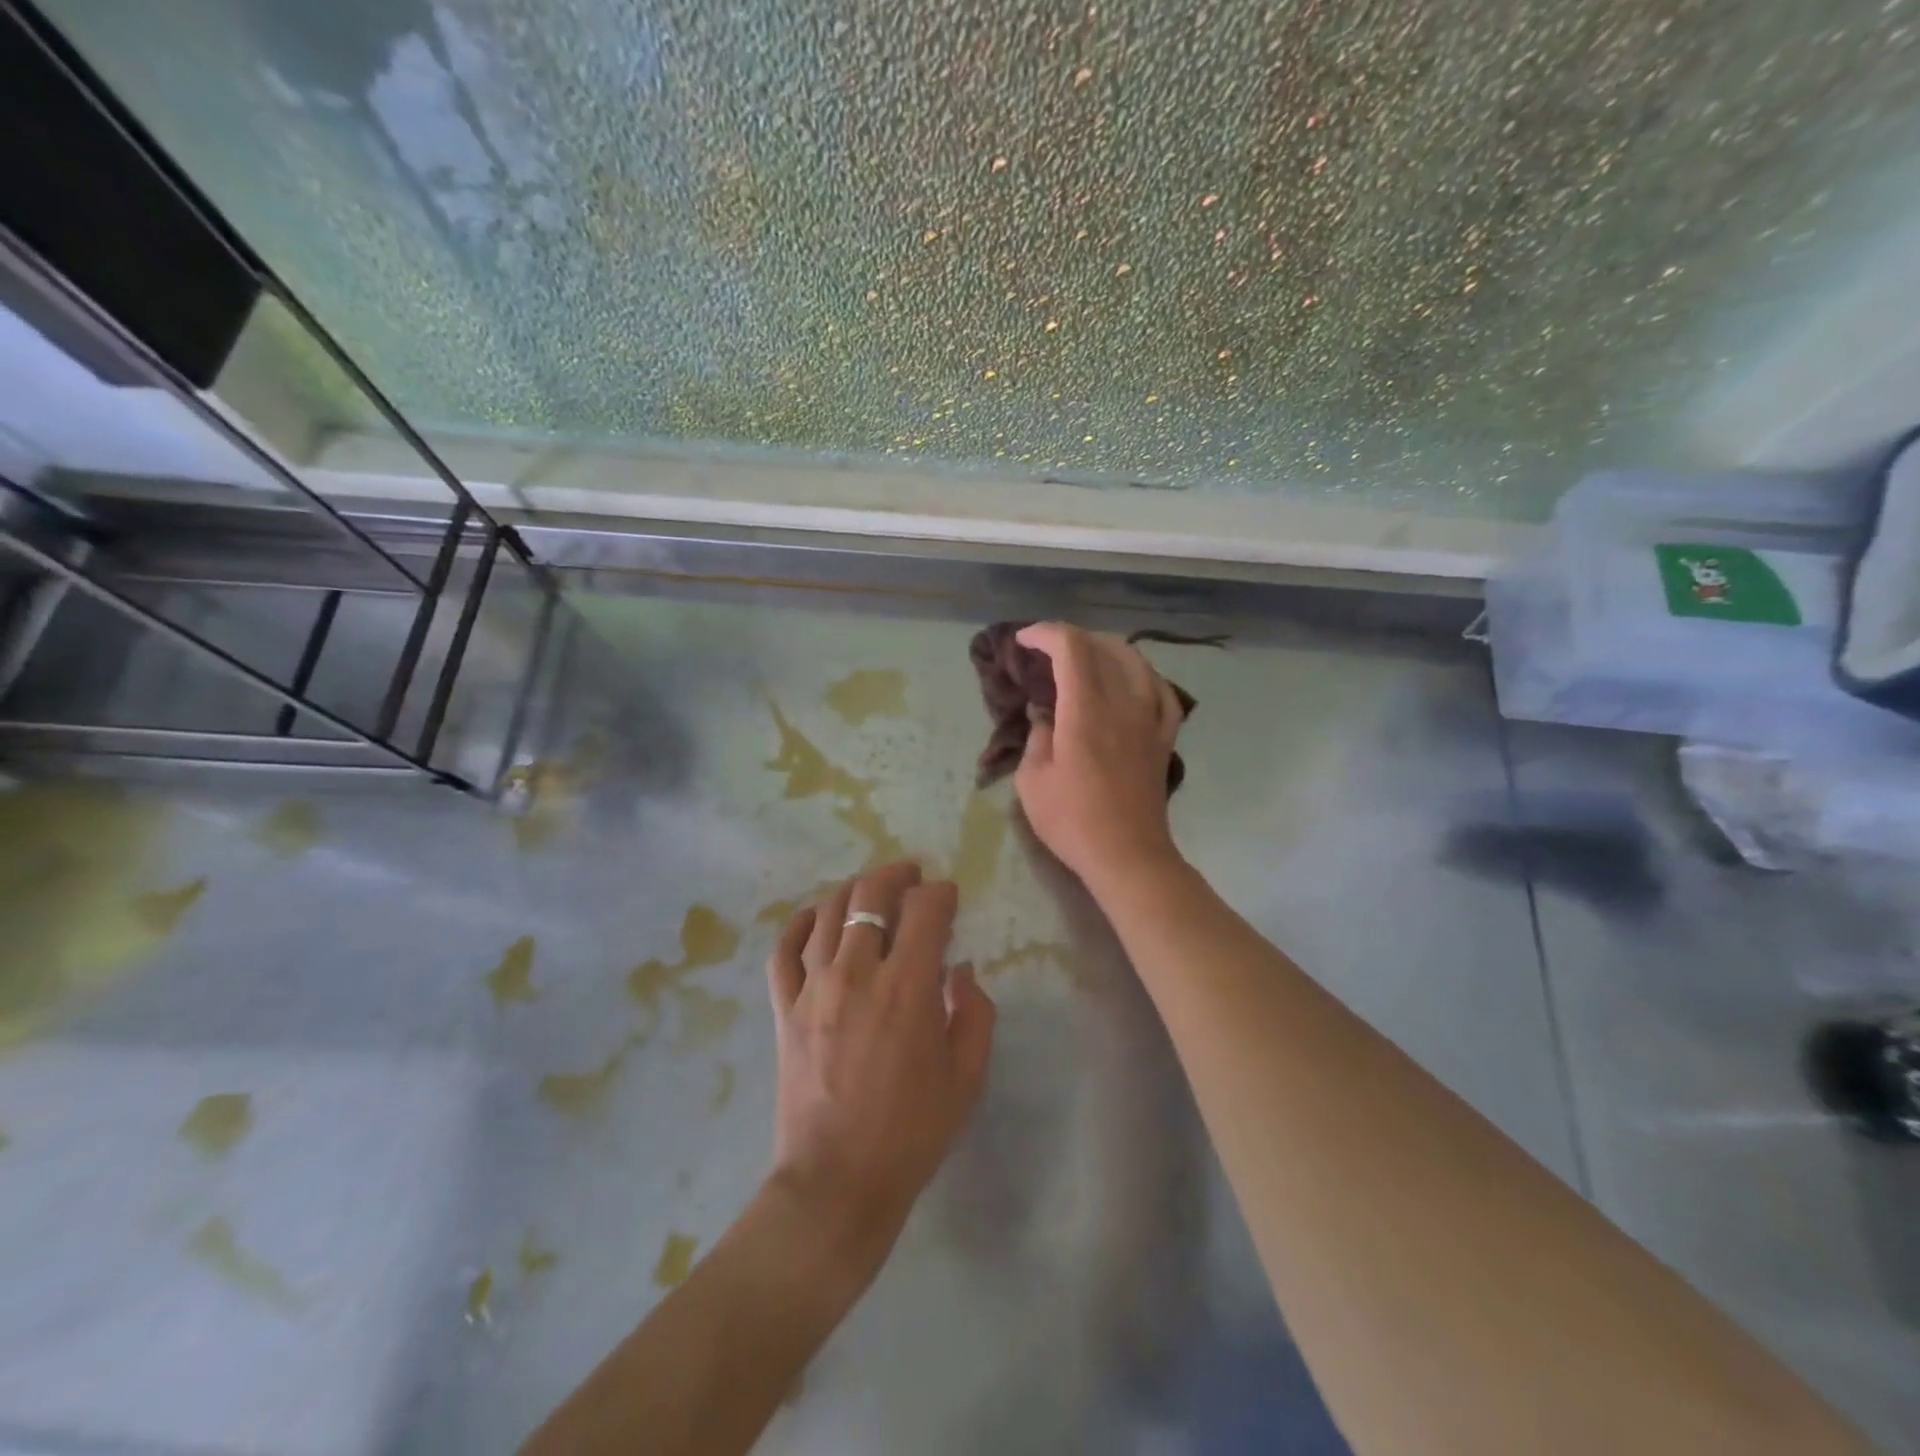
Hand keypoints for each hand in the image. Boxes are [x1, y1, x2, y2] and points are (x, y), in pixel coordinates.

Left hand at [765, 862, 995, 1272]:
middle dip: (896, 875)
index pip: (924, 911)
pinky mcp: (784, 1008)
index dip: (941, 894)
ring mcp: (813, 988)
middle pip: (872, 896)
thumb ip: (974, 1012)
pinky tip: (818, 917)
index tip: (949, 897)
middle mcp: (857, 973)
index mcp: (907, 988)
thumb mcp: (967, 1077)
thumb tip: (961, 971)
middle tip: (912, 875)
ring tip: (871, 890)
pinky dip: (801, 923)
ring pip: (830, 912)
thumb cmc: (912, 1131)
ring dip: (855, 890)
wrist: (838, 1181)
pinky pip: (785, 949)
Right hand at [1013, 622, 1186, 894]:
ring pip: (1137, 663)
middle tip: (1048, 649)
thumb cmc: (1072, 820)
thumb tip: (1044, 714)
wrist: (1127, 854)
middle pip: (1104, 648)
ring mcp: (1149, 720)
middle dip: (1072, 637)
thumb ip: (1037, 737)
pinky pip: (1162, 693)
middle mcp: (1122, 704)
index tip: (1024, 640)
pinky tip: (1134, 681)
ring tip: (1088, 655)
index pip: (1071, 649)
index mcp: (1085, 711)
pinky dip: (1144, 676)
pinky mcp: (1163, 738)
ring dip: (1108, 649)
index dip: (1046, 634)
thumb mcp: (1032, 780)